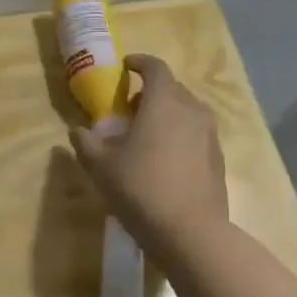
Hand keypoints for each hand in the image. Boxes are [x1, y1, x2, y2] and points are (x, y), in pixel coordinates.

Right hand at [70, 54, 228, 248]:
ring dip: (167, 114)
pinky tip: (165, 160)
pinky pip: (197, 135)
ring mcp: (210, 135)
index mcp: (163, 102)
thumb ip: (86, 143)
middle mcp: (191, 110)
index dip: (140, 63)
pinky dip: (180, 136)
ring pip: (187, 112)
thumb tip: (78, 130)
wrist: (191, 233)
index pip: (155, 67)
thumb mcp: (100, 166)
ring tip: (147, 135)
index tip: (126, 67)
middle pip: (172, 89)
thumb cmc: (141, 188)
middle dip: (151, 92)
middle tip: (130, 108)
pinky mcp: (218, 159)